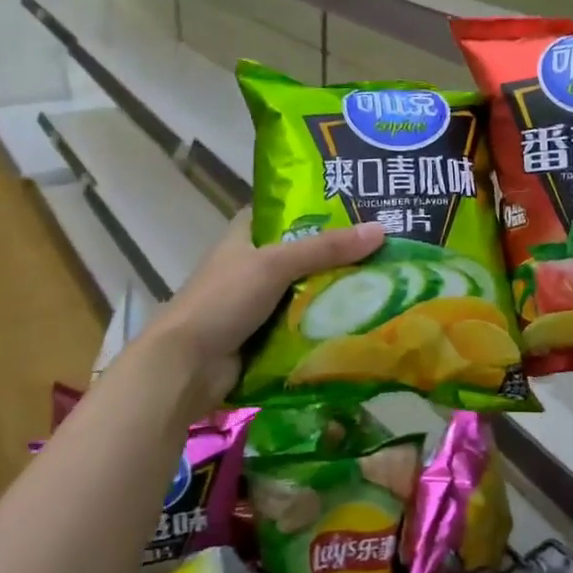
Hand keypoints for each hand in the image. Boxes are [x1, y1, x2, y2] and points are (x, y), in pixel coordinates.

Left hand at [142, 213, 384, 416]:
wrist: (187, 366)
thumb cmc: (224, 300)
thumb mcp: (276, 264)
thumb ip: (326, 248)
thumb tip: (380, 230)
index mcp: (244, 235)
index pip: (285, 211)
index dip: (318, 205)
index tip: (359, 205)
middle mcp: (252, 264)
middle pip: (303, 253)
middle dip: (338, 253)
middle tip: (385, 246)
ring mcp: (258, 302)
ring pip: (305, 290)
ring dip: (335, 290)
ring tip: (385, 280)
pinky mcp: (264, 335)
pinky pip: (302, 322)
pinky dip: (325, 322)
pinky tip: (362, 318)